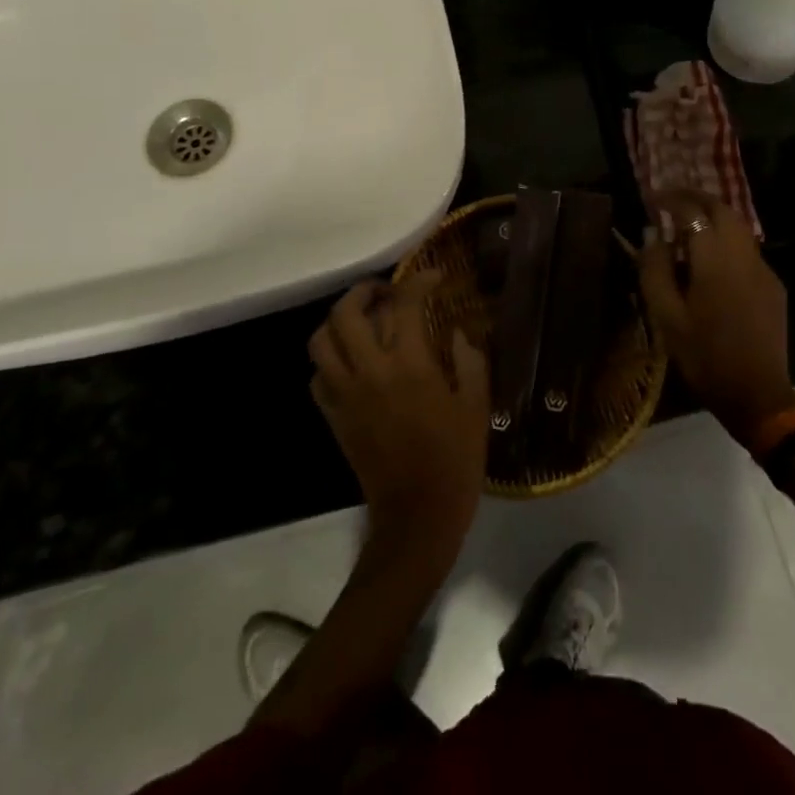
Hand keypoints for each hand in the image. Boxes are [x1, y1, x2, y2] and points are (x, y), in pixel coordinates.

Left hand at [309, 270, 489, 555]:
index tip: (433, 276)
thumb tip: (457, 332)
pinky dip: (329, 360)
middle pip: (346, 313)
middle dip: (364, 291)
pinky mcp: (334, 418)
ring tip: (362, 321)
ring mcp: (345, 395)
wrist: (417, 518)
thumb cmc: (456, 460)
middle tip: (386, 292)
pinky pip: (318, 377)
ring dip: (338, 321)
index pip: (404, 304)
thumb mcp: (476, 406)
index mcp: (410, 365)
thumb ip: (470, 361)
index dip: (418, 281)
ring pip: (321, 341)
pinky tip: (352, 362)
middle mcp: (370, 372)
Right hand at [638, 196, 794, 445]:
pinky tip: (712, 262)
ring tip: (688, 227)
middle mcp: (743, 255)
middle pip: (722, 209)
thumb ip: (655, 269)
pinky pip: (747, 250)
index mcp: (715, 260)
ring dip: (713, 218)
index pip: (693, 211)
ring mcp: (763, 270)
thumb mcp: (666, 316)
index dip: (671, 200)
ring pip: (739, 228)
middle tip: (671, 201)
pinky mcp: (773, 286)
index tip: (651, 199)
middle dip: (696, 199)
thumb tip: (651, 234)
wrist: (757, 394)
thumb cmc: (704, 356)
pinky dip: (727, 241)